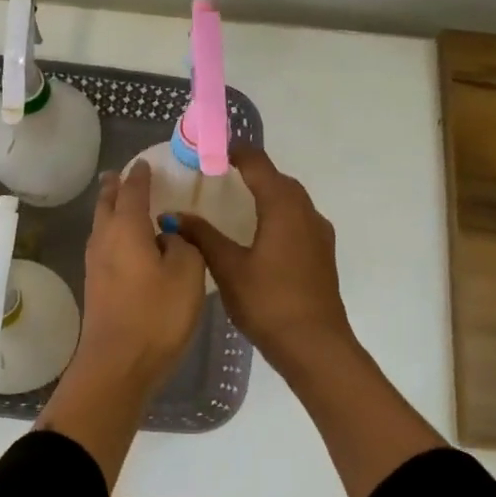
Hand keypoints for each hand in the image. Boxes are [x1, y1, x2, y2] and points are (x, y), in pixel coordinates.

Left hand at [70, 161, 206, 397]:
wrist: (118, 364)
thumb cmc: (157, 314)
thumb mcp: (187, 274)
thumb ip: (183, 245)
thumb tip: (168, 236)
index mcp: (127, 228)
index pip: (133, 191)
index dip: (140, 176)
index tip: (144, 163)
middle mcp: (105, 240)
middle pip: (107, 204)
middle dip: (115, 187)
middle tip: (121, 174)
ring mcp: (96, 264)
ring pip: (101, 225)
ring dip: (110, 208)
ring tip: (120, 201)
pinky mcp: (96, 286)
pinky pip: (104, 245)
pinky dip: (113, 232)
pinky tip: (124, 242)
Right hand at [177, 146, 354, 374]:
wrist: (315, 346)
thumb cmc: (268, 301)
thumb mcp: (228, 267)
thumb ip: (202, 236)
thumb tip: (173, 216)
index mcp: (283, 207)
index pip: (258, 164)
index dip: (235, 152)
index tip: (211, 151)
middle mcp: (306, 212)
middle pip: (278, 179)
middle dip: (251, 171)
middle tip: (218, 174)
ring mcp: (318, 233)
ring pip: (291, 200)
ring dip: (267, 192)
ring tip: (236, 200)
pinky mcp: (322, 253)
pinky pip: (297, 219)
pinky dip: (277, 214)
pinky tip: (259, 233)